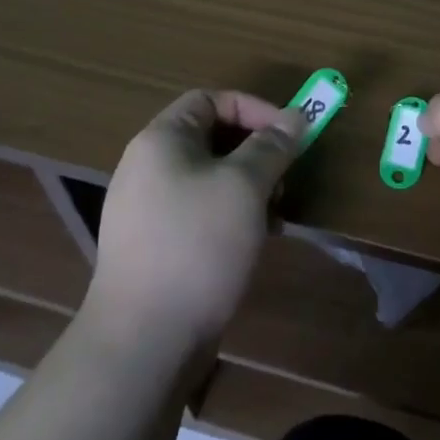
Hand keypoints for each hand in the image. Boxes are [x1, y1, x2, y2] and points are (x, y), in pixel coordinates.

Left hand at [86, 90, 305, 350]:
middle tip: (285, 179)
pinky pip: (198, 211)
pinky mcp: (154, 246)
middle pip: (210, 138)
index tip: (290, 135)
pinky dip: (230, 215)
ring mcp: (147, 209)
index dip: (254, 109)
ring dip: (248, 187)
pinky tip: (252, 242)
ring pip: (209, 178)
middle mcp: (147, 167)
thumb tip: (295, 116)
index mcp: (161, 140)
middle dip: (256, 152)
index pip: (210, 100)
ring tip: (274, 215)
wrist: (144, 339)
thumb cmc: (197, 245)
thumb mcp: (245, 187)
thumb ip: (272, 146)